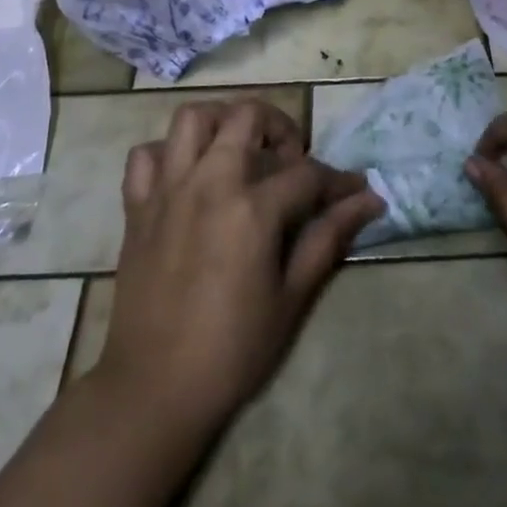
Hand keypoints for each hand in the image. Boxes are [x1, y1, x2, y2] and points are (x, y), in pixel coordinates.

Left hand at [94, 98, 381, 439]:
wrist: (153, 390)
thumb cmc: (233, 349)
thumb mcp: (292, 297)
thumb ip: (328, 238)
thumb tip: (369, 201)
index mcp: (251, 207)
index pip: (307, 173)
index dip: (338, 180)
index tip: (357, 190)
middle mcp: (209, 182)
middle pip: (247, 116)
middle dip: (280, 127)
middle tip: (291, 159)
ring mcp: (167, 190)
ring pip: (192, 118)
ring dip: (222, 122)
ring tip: (240, 150)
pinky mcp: (136, 207)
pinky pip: (145, 156)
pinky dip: (168, 154)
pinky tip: (187, 177)